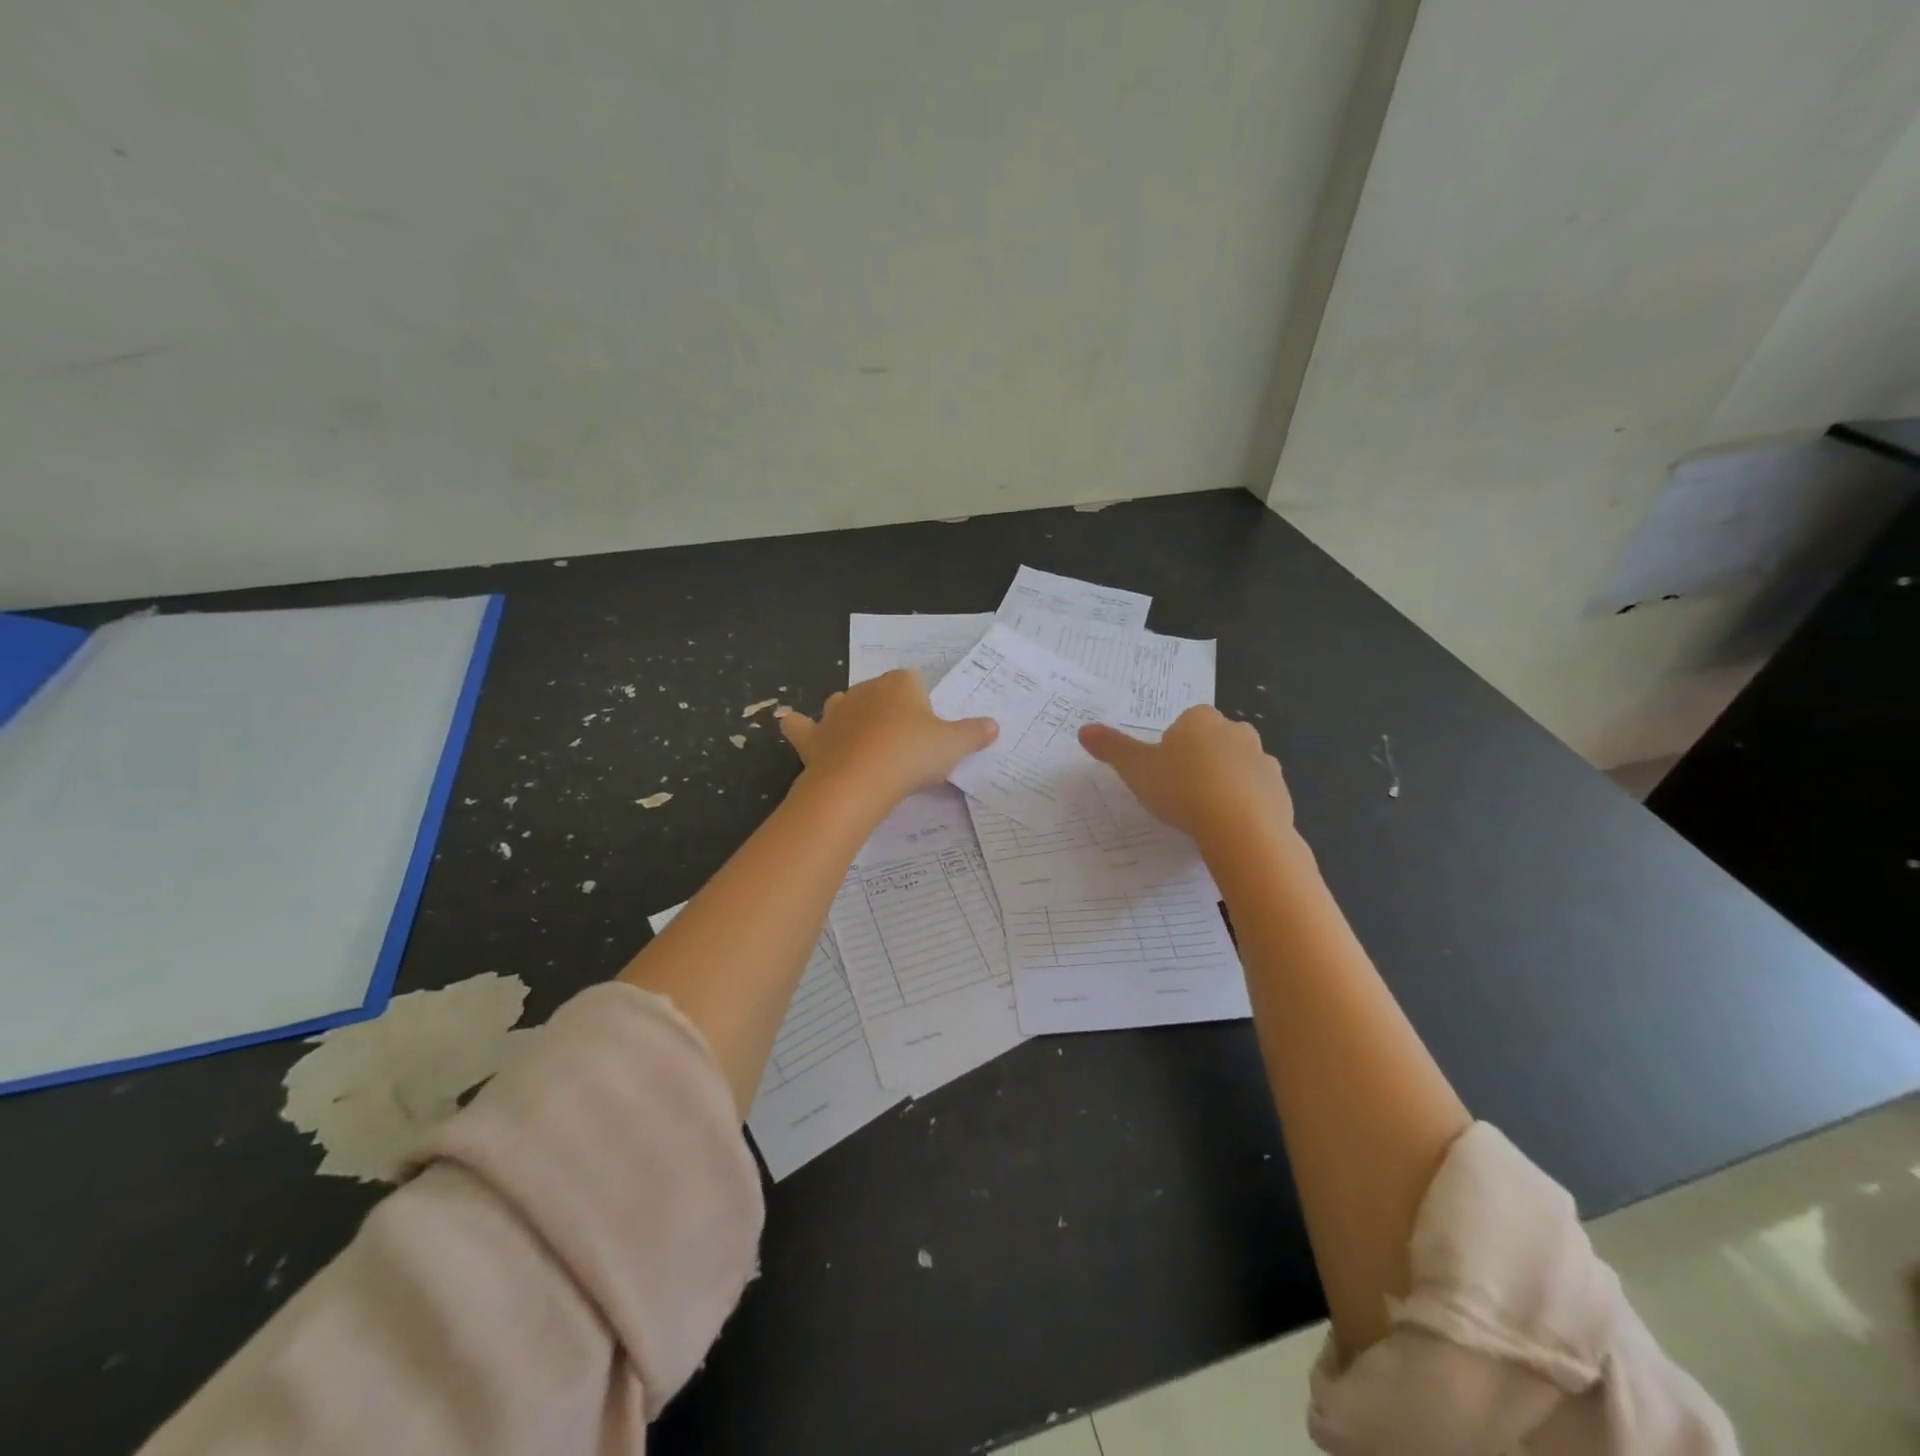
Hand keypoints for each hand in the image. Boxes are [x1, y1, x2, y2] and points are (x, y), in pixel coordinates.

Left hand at [779, 670, 996, 810]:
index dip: (922, 703)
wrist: (859, 781)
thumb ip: (974, 733)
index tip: (928, 729)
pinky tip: (797, 728)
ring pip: (842, 704)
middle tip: (903, 745)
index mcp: (900, 683)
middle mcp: (864, 689)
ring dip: (851, 718)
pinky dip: (799, 726)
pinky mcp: (813, 737)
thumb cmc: (911, 755)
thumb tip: (994, 726)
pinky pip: (800, 725)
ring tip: (865, 744)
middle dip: (888, 711)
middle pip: (879, 692)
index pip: (914, 680)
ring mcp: (834, 712)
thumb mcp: (953, 746)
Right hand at [1078, 705, 1292, 844]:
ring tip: (1204, 815)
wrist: (1241, 825)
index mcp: (1201, 719)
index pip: (1183, 726)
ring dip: (1223, 784)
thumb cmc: (1182, 788)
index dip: (1170, 750)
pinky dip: (1243, 807)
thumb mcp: (1136, 769)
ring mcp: (1263, 760)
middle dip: (1199, 763)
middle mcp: (1237, 731)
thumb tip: (1084, 730)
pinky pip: (1256, 795)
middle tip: (1180, 794)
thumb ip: (1112, 749)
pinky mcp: (1280, 791)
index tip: (1162, 775)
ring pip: (1237, 768)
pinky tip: (1227, 828)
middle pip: (1212, 743)